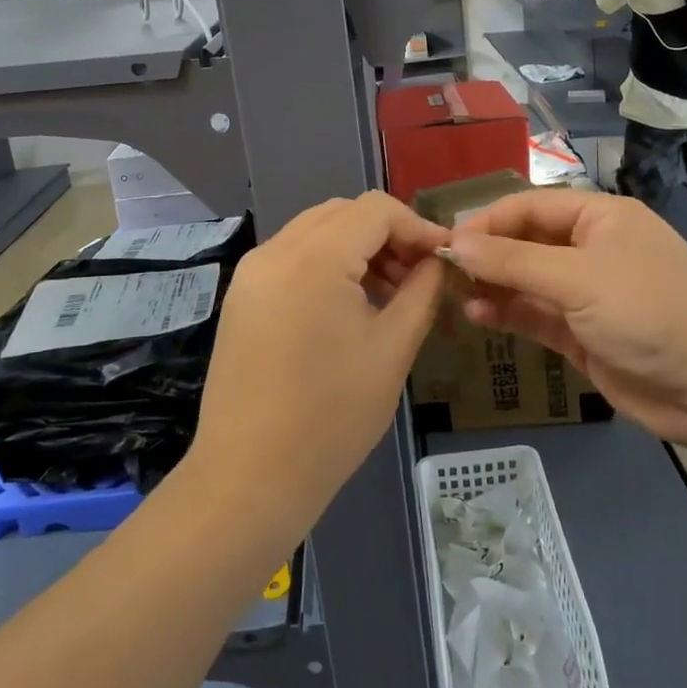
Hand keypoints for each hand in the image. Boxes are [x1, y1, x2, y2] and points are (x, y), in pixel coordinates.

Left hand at [189, 193, 448, 546]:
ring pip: (316, 231)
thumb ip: (422, 291)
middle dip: (388, 234)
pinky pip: (293, 257)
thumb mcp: (393, 349)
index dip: (417, 226)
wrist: (248, 477)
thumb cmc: (331, 417)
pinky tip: (349, 306)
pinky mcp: (241, 296)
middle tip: (418, 276)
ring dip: (358, 248)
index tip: (444, 258)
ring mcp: (251, 273)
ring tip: (389, 294)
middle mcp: (275, 251)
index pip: (376, 210)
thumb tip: (437, 261)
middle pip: (344, 213)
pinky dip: (328, 265)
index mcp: (314, 258)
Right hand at [446, 189, 686, 447]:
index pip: (531, 207)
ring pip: (528, 282)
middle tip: (443, 272)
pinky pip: (537, 315)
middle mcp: (592, 249)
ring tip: (455, 296)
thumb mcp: (577, 279)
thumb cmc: (647, 311)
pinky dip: (510, 314)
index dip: (488, 221)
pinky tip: (479, 318)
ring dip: (494, 287)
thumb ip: (513, 262)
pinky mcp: (584, 333)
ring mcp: (588, 293)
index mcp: (600, 218)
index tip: (447, 241)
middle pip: (527, 243)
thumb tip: (454, 243)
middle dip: (487, 256)